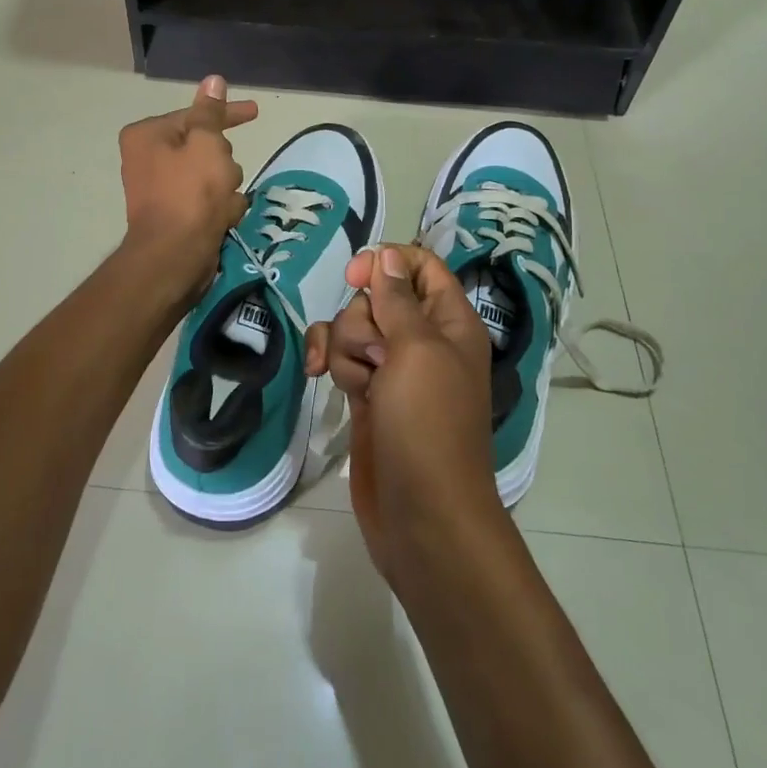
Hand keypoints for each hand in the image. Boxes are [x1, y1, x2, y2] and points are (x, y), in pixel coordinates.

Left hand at [118, 76, 258, 302]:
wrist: (174, 257)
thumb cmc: (191, 194)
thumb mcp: (207, 144)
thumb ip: (211, 113)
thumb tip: (213, 80)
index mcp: (148, 135)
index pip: (196, 115)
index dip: (228, 114)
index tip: (255, 111)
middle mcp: (147, 158)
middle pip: (204, 147)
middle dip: (224, 162)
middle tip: (226, 177)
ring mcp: (160, 189)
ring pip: (210, 175)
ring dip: (226, 187)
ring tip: (224, 204)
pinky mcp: (174, 215)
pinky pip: (206, 200)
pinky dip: (219, 207)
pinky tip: (223, 218)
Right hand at [306, 243, 501, 587]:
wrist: (422, 513)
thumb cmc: (428, 424)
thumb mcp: (417, 351)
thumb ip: (397, 299)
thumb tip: (388, 254)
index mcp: (450, 322)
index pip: (420, 266)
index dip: (387, 263)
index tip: (356, 277)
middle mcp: (422, 340)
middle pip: (376, 298)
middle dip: (362, 320)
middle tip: (376, 357)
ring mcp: (392, 369)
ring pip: (352, 328)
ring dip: (344, 348)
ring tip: (360, 385)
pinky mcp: (367, 394)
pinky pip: (340, 358)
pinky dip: (328, 361)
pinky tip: (316, 376)